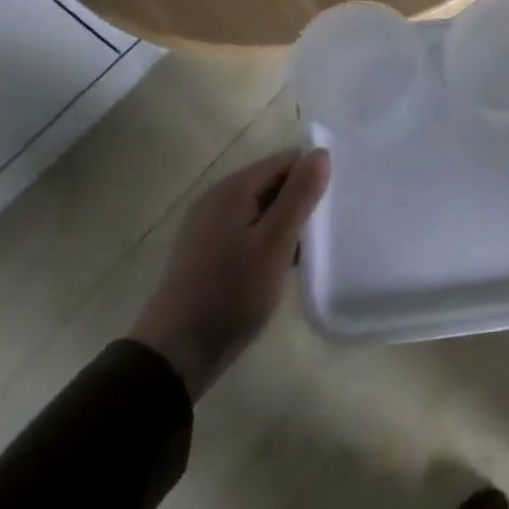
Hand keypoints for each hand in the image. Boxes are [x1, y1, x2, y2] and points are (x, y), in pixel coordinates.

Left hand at [127, 147, 329, 398]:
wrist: (176, 354)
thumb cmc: (231, 293)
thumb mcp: (275, 243)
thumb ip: (299, 196)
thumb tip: (321, 153)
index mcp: (232, 189)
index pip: (287, 161)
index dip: (313, 177)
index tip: (332, 206)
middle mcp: (217, 199)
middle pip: (274, 182)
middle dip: (301, 202)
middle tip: (324, 231)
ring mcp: (209, 226)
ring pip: (264, 209)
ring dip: (287, 224)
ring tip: (309, 251)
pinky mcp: (208, 251)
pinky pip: (250, 231)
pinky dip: (270, 241)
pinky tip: (283, 266)